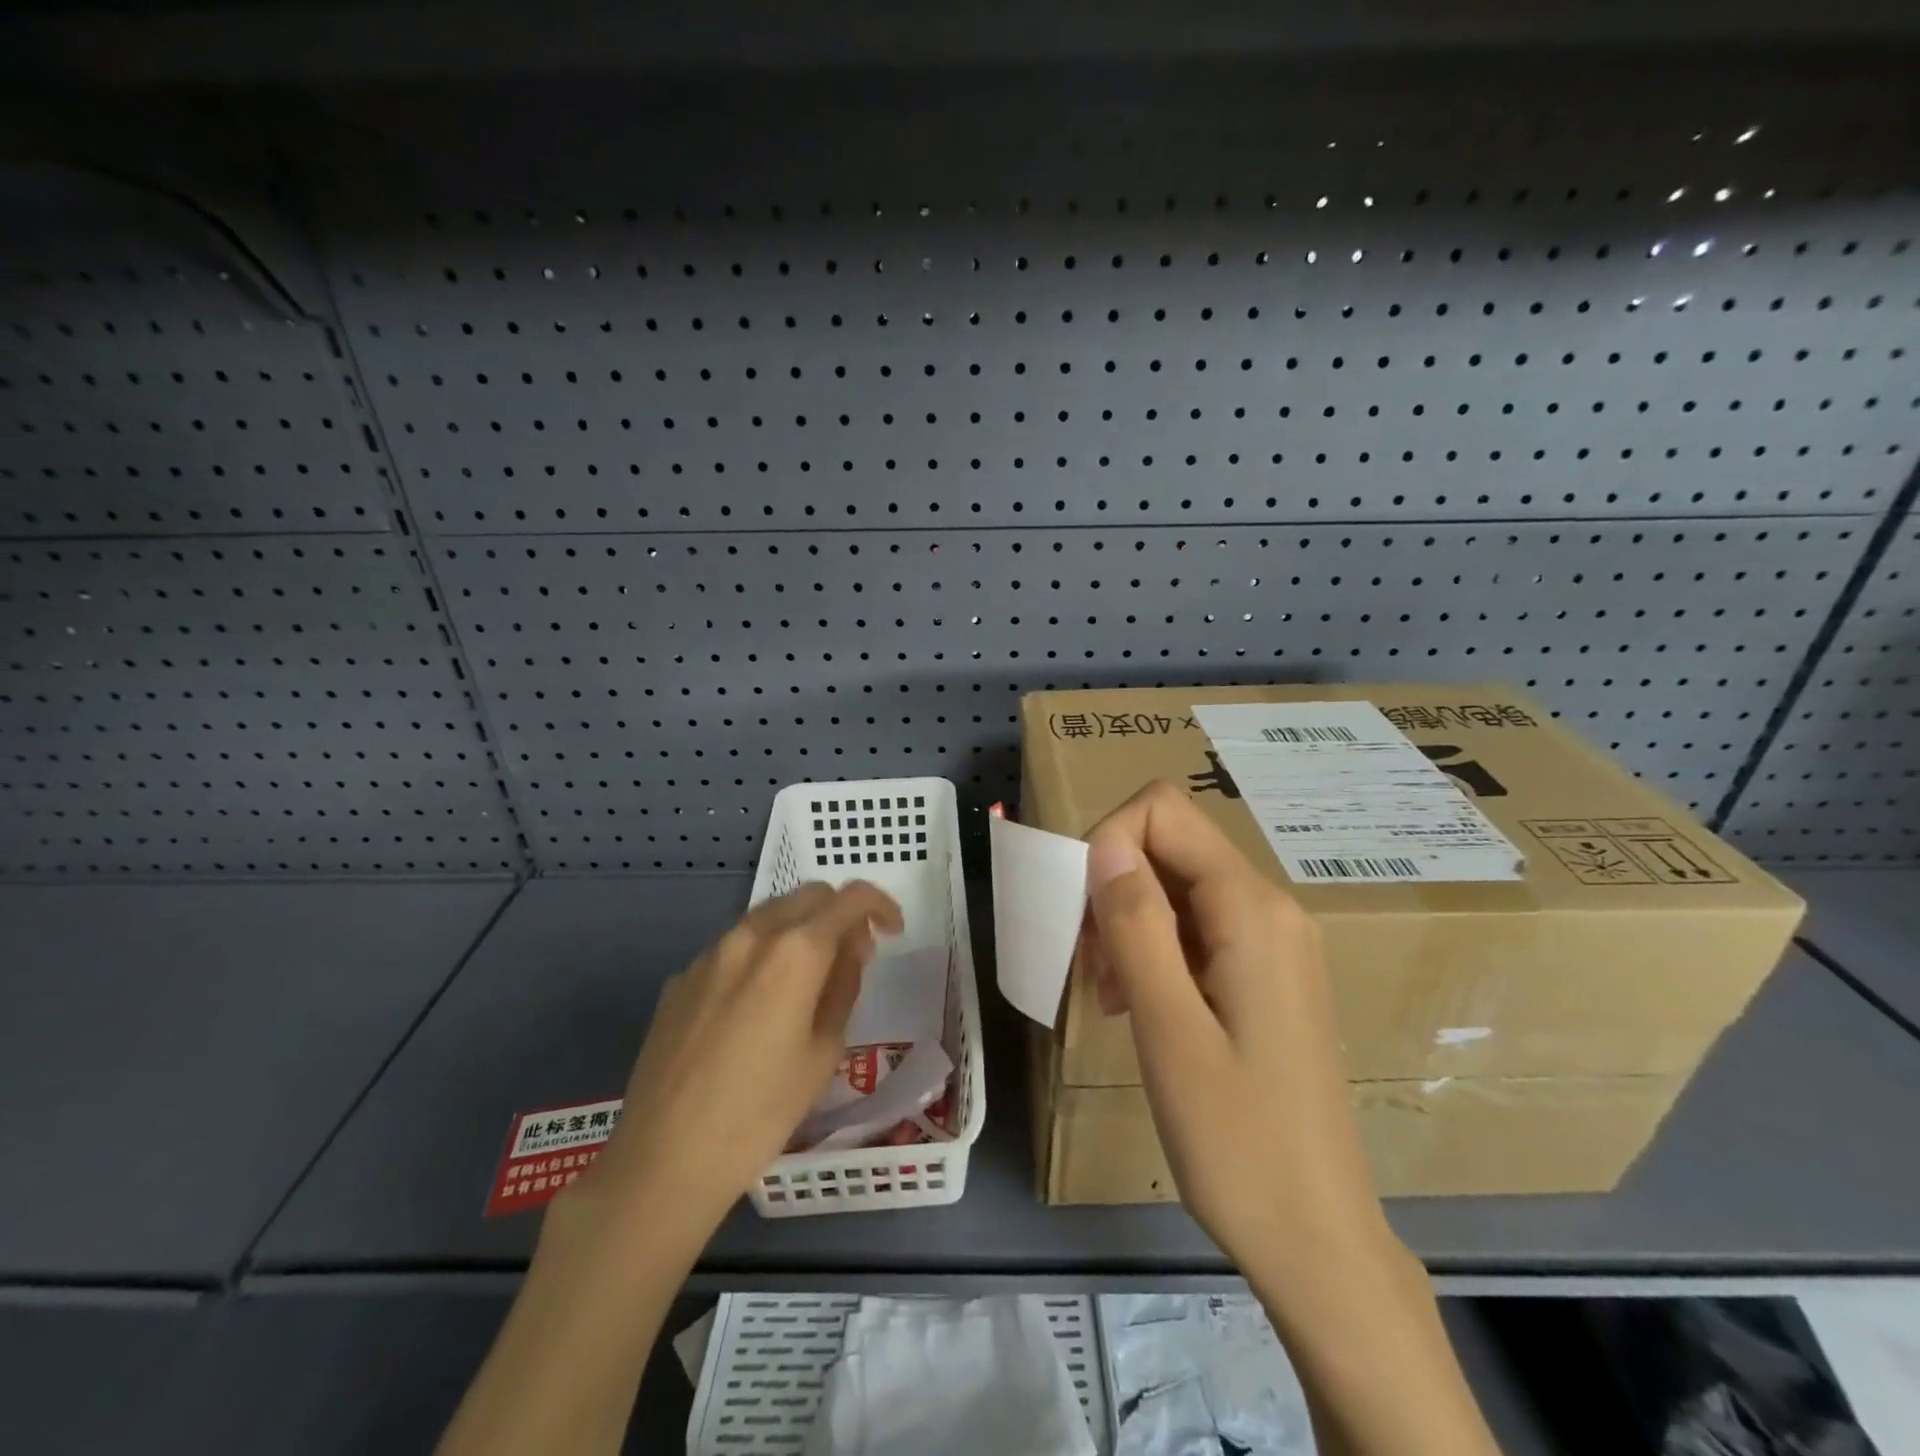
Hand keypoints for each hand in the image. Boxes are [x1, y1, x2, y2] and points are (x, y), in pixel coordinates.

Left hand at [580, 880, 902, 1229]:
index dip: (880, 906)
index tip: (891, 933)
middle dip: (839, 913)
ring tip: (808, 978)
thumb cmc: (761, 1113)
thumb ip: (843, 986)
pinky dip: (761, 953)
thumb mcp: (824, 1052)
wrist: (663, 1160)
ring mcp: (710, 954)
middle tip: (852, 956)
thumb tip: (850, 949)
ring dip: (800, 929)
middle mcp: (751, 935)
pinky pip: (734, 946)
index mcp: (795, 951)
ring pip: (768, 915)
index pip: (850, 898)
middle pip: (808, 895)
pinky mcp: (681, 978)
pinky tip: (757, 1005)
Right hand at [1083, 781, 1391, 1280]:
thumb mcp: (1168, 1028)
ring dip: (1128, 921)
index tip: (1080, 912)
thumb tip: (1102, 841)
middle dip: (1113, 885)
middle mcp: (1270, 907)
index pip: (1162, 811)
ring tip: (1109, 992)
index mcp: (1252, 909)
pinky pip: (1196, 926)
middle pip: (1170, 844)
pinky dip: (1153, 948)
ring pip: (1177, 885)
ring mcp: (1273, 940)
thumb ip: (1135, 923)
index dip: (1107, 840)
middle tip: (1088, 962)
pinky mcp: (1266, 972)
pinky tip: (1136, 1003)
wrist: (1317, 1239)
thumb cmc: (1237, 1140)